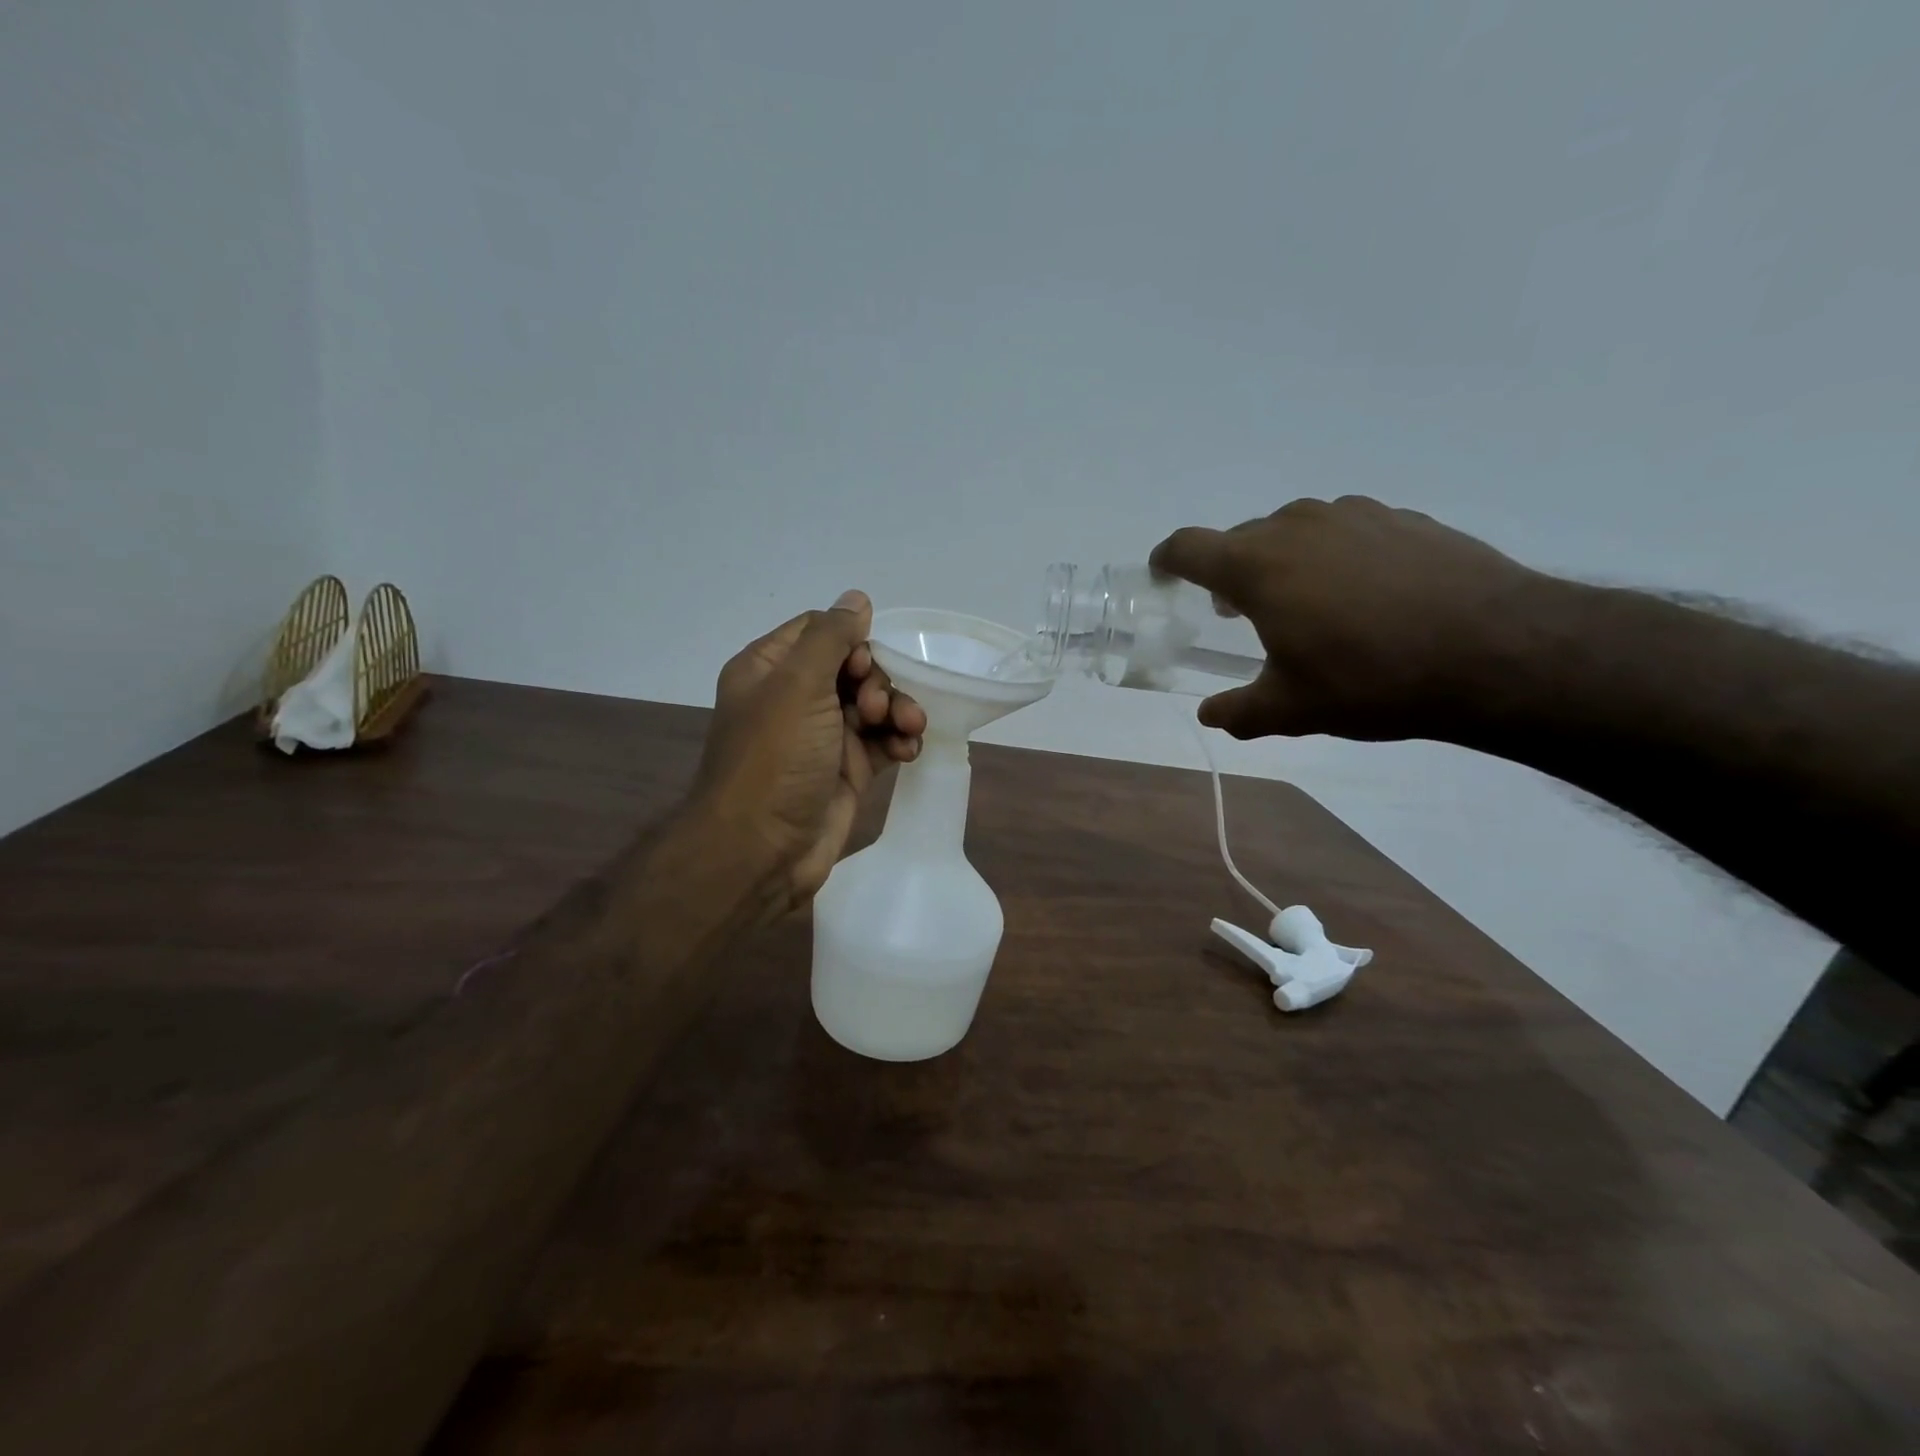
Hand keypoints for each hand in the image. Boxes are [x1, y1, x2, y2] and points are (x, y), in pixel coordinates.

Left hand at [693, 590, 925, 915]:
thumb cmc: (774, 759)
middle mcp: (795, 699)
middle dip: (877, 681)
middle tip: (874, 707)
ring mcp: (823, 737)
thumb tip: (856, 598)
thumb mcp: (797, 685)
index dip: (851, 641)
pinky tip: (909, 750)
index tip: (864, 664)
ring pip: (873, 705)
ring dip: (896, 710)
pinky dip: (899, 740)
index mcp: (769, 670)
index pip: (819, 632)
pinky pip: (883, 741)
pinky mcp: (847, 770)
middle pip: (853, 667)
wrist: (762, 851)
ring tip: (907, 729)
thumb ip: (830, 637)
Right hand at [1150, 496, 1545, 741]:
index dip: (1167, 560)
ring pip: (1296, 530)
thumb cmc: (1372, 679)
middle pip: (1242, 538)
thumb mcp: (1292, 709)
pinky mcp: (1404, 518)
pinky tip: (1366, 596)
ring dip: (1285, 561)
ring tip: (1308, 604)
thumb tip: (1210, 715)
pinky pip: (1347, 531)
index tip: (1163, 575)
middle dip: (1230, 571)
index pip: (1189, 547)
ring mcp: (1355, 514)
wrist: (1498, 652)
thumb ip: (1239, 712)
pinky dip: (1336, 556)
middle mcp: (1298, 526)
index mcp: (1257, 565)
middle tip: (1241, 613)